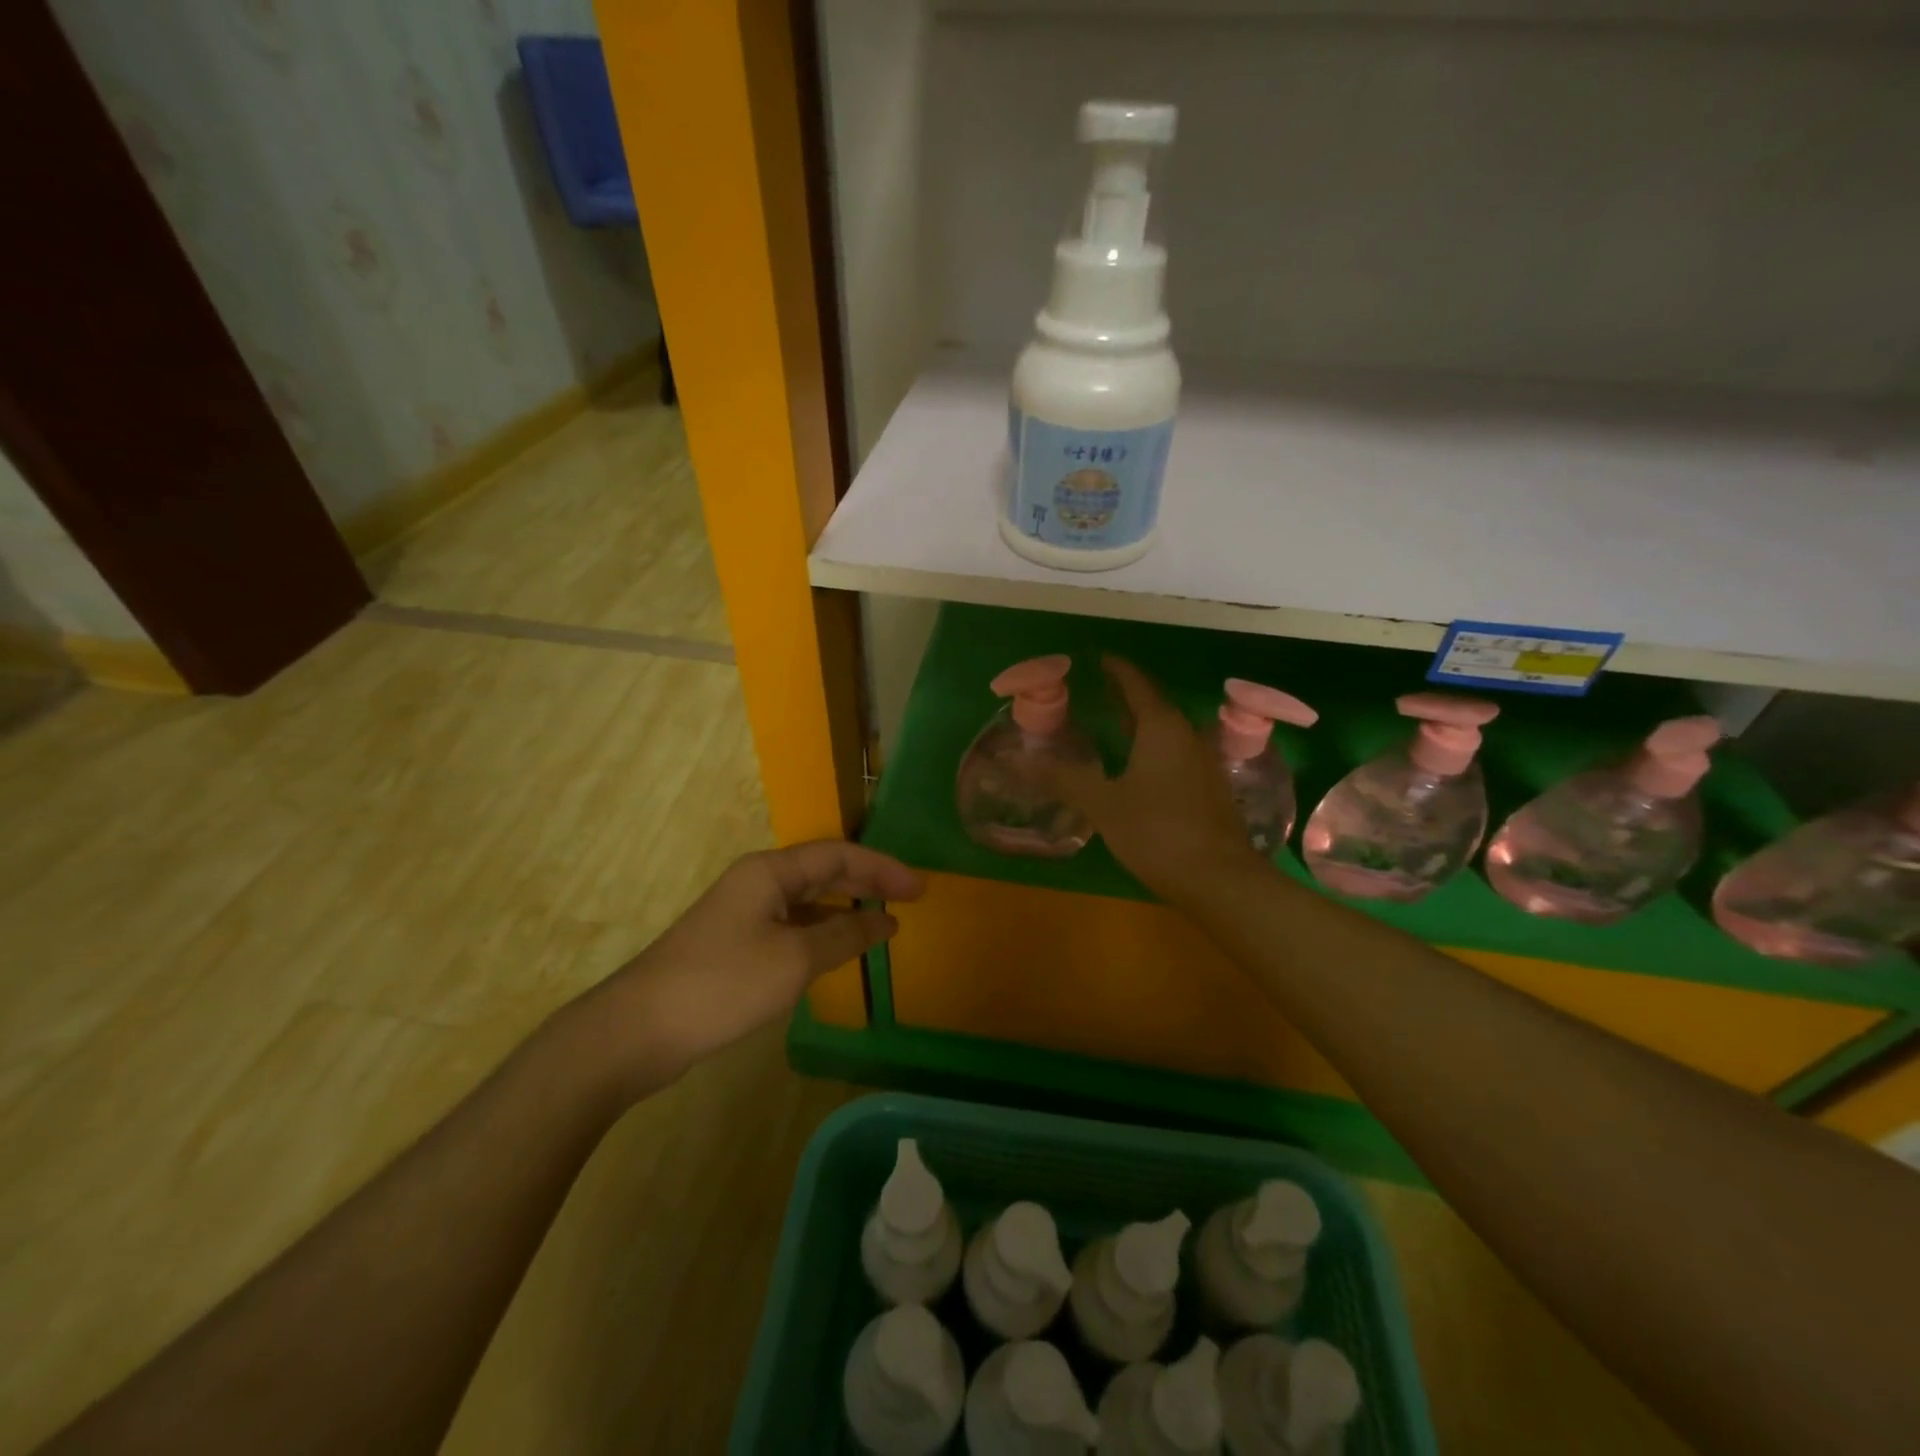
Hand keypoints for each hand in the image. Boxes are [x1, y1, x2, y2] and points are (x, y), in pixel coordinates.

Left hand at [583, 842, 922, 1095]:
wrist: (637, 1030)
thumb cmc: (723, 984)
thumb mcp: (794, 960)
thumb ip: (845, 936)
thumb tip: (885, 921)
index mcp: (770, 871)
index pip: (839, 855)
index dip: (883, 868)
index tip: (920, 890)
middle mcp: (756, 882)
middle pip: (822, 871)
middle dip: (867, 882)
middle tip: (909, 900)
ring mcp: (742, 913)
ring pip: (806, 900)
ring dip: (844, 908)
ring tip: (881, 924)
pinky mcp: (733, 943)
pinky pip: (790, 925)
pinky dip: (820, 932)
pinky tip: (835, 951)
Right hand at [1042, 656, 1265, 906]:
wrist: (1220, 879)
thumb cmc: (1157, 832)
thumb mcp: (1103, 804)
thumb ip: (1063, 778)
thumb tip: (1016, 760)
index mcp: (1161, 727)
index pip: (1136, 683)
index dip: (1116, 669)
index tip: (1097, 658)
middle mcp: (1186, 735)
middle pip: (1153, 703)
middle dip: (1126, 694)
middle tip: (1099, 688)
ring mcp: (1202, 761)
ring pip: (1167, 730)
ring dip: (1140, 722)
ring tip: (1113, 722)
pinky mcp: (1209, 787)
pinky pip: (1175, 751)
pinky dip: (1152, 746)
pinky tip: (1138, 765)